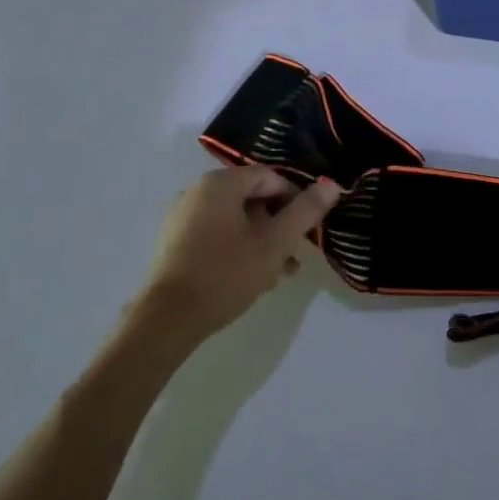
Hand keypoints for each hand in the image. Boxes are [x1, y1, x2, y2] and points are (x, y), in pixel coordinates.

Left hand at [134, 167, 341, 343]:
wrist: (166, 321)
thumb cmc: (225, 274)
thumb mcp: (275, 243)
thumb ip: (306, 211)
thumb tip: (333, 184)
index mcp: (220, 183)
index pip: (271, 178)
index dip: (295, 202)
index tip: (305, 233)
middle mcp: (197, 191)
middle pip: (253, 199)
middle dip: (278, 226)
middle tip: (293, 259)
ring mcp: (182, 216)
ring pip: (236, 220)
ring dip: (261, 242)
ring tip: (277, 275)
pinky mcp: (174, 241)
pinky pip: (216, 233)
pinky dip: (237, 248)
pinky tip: (250, 278)